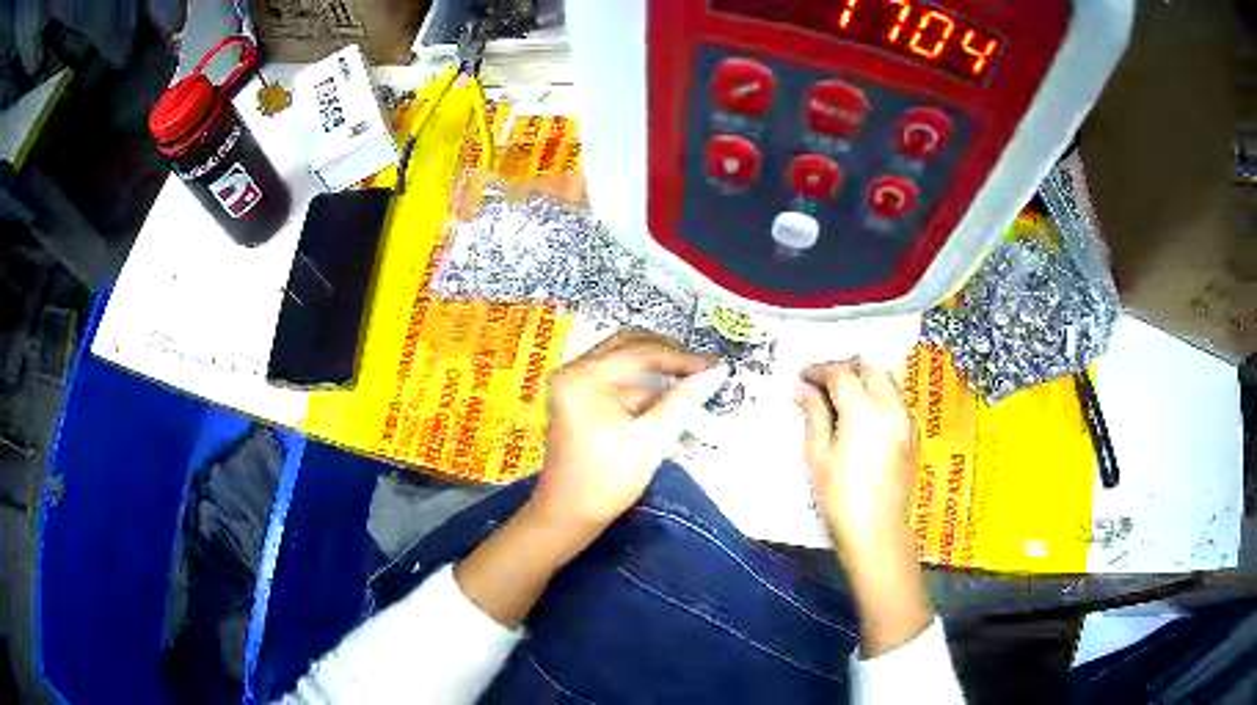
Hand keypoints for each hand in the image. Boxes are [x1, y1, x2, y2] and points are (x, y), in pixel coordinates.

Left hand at [457, 331, 726, 627]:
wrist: (567, 515)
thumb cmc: (606, 481)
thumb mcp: (650, 440)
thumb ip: (683, 401)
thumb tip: (715, 372)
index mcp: (583, 377)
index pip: (640, 352)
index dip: (681, 358)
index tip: (713, 366)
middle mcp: (573, 371)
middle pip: (628, 347)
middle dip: (667, 358)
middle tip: (701, 370)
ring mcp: (573, 384)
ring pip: (623, 363)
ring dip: (656, 374)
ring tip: (691, 386)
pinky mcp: (577, 398)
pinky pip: (614, 381)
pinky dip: (641, 388)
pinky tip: (666, 402)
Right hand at [796, 358, 918, 553]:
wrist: (877, 532)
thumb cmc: (839, 498)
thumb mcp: (817, 455)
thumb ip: (813, 414)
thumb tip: (803, 389)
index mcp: (863, 410)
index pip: (840, 374)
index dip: (818, 371)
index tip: (801, 378)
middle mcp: (891, 406)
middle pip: (869, 368)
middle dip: (845, 369)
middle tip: (822, 384)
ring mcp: (907, 419)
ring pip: (887, 381)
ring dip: (864, 380)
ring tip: (842, 397)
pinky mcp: (913, 434)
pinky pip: (897, 400)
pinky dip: (880, 396)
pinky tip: (865, 416)